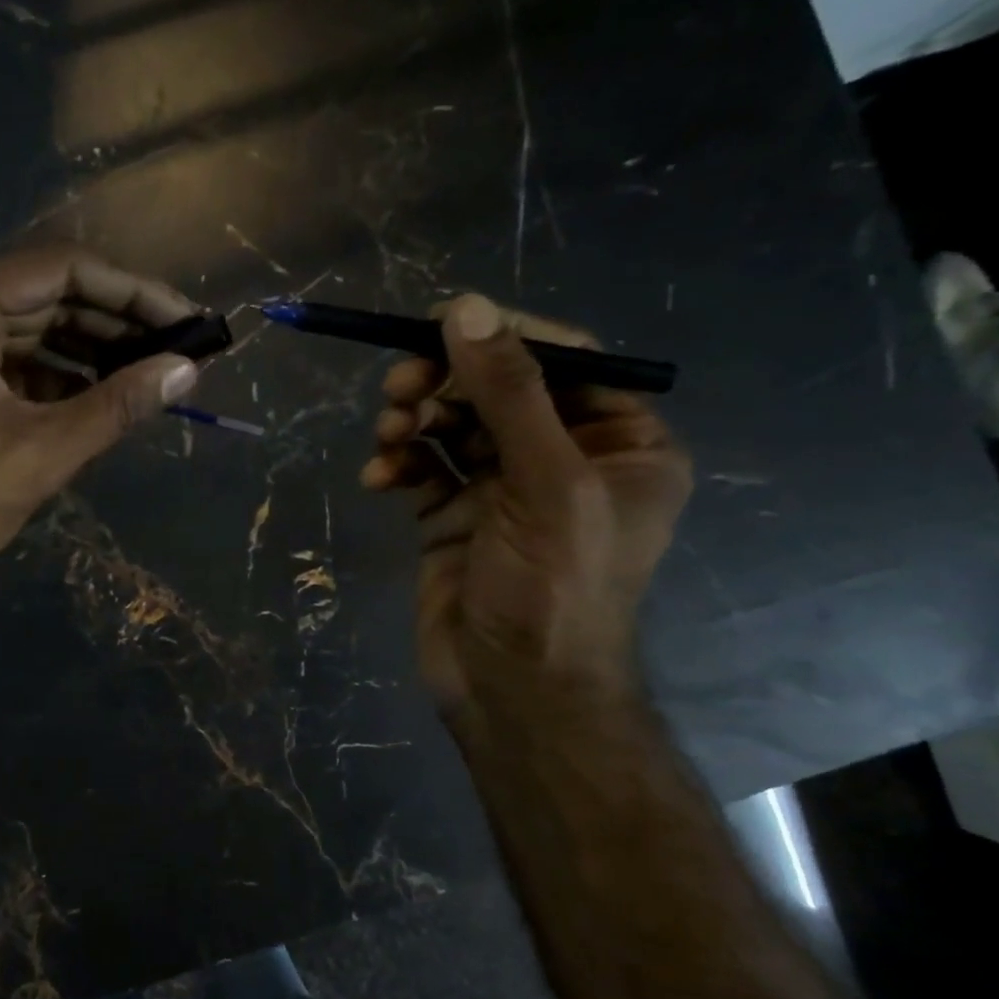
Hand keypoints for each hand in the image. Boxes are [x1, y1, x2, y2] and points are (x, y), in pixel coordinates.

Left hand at [0, 247, 200, 607]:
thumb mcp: (43, 453)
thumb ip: (117, 405)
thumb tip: (186, 371)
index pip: (61, 269)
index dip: (130, 292)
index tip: (182, 320)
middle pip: (46, 295)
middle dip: (113, 323)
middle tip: (173, 351)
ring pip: (30, 330)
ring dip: (88, 351)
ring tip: (145, 376)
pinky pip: (10, 362)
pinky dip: (55, 377)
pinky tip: (97, 399)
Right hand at [360, 294, 691, 716]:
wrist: (512, 691)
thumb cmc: (552, 589)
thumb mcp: (545, 483)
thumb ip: (509, 394)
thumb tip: (465, 307)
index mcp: (620, 442)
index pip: (563, 360)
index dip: (502, 336)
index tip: (438, 323)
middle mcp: (565, 458)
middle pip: (497, 389)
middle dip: (444, 383)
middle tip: (398, 387)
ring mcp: (504, 490)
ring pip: (453, 426)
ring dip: (414, 422)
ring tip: (387, 437)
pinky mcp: (454, 517)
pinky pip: (424, 469)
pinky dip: (398, 464)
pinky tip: (378, 477)